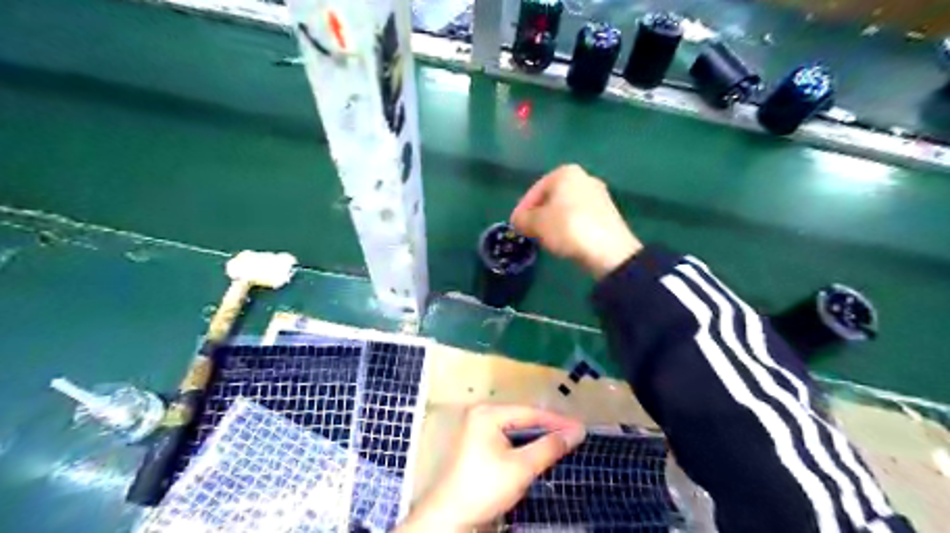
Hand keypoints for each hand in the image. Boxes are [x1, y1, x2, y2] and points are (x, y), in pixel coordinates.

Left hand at [396, 406, 587, 529]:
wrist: (451, 517)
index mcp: (488, 413)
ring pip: (516, 430)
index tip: (581, 428)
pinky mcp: (478, 445)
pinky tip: (540, 451)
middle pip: (522, 418)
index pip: (530, 413)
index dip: (557, 421)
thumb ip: (549, 447)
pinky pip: (507, 439)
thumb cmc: (485, 487)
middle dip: (548, 428)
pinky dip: (524, 445)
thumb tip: (576, 432)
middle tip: (574, 435)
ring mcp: (477, 430)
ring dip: (537, 437)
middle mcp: (482, 415)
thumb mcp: (521, 467)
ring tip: (562, 442)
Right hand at [507, 164, 640, 279]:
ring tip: (545, 239)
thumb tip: (518, 221)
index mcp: (565, 173)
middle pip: (552, 198)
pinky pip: (580, 218)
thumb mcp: (535, 224)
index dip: (522, 209)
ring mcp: (599, 195)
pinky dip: (569, 228)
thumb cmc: (567, 228)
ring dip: (553, 222)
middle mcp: (584, 178)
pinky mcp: (608, 214)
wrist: (608, 250)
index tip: (515, 226)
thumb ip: (522, 220)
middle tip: (529, 232)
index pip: (535, 190)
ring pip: (566, 208)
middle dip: (538, 215)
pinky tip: (565, 242)